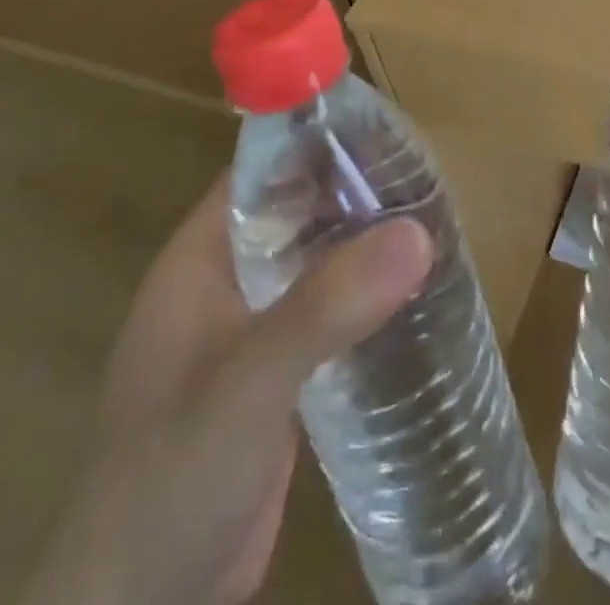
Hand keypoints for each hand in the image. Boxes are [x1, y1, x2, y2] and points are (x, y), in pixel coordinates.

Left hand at [25, 171, 432, 604]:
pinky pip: (325, 313)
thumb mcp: (248, 382)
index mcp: (201, 257)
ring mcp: (248, 332)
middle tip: (432, 178)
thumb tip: (418, 233)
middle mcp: (224, 282)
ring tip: (437, 224)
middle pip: (298, 210)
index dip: (322, 141)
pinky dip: (363, 297)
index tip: (393, 131)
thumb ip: (325, 307)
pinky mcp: (274, 378)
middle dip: (357, 193)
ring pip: (315, 261)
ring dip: (364, 245)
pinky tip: (414, 297)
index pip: (265, 168)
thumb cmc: (172, 477)